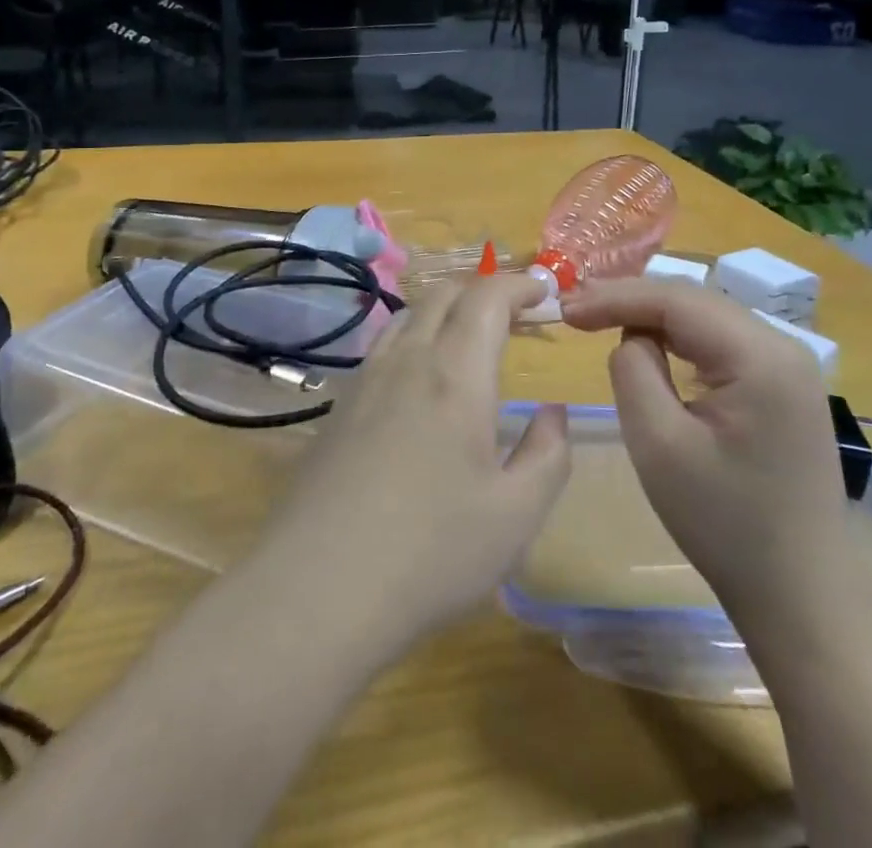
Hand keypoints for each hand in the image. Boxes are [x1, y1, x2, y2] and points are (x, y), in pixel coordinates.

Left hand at [252, 275, 570, 651]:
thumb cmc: (430, 552)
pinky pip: (384, 346)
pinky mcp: (339, 406)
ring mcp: (366, 380)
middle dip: (485, 288)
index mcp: (455, 374)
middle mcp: (408, 360)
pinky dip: (416, 336)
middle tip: (516, 311)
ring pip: (408, 315)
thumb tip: (554, 413)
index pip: (487, 297)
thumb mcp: (516, 515)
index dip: (519, 283)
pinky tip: (421, 378)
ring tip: (471, 337)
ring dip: (447, 308)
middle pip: (444, 294)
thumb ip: (548, 454)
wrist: (317, 588)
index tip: (544, 290)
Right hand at [559, 279, 857, 641]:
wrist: (802, 597)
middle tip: (576, 311)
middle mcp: (783, 346)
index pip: (676, 300)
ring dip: (654, 317)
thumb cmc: (725, 525)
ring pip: (706, 318)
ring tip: (601, 321)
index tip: (565, 308)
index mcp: (760, 356)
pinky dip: (680, 339)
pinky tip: (652, 348)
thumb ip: (633, 370)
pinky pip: (722, 343)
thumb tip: (632, 337)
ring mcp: (789, 366)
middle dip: (632, 301)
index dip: (615, 296)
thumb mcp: (659, 444)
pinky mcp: (784, 387)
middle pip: (694, 301)